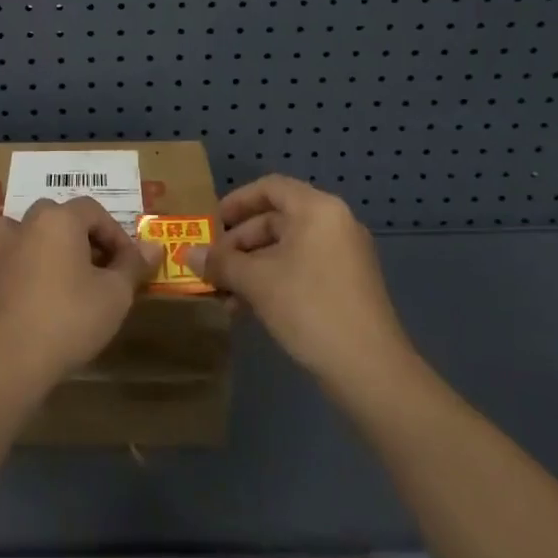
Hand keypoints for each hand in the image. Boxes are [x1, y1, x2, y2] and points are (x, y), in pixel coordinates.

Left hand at [0, 197, 164, 387]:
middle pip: (56, 215)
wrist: (13, 358)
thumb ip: (133, 265)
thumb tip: (154, 245)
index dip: (115, 234)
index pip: (93, 211)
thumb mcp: (116, 294)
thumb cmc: (71, 319)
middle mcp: (25, 224)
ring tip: (52, 267)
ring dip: (34, 240)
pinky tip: (10, 276)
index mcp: (59, 220)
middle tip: (96, 268)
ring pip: (16, 228)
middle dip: (78, 235)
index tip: (128, 264)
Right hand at [195, 175, 420, 402]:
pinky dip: (274, 280)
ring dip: (252, 267)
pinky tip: (249, 309)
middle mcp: (335, 224)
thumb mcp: (256, 282)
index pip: (270, 187)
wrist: (371, 371)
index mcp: (317, 210)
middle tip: (212, 267)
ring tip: (224, 295)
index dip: (236, 201)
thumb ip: (220, 263)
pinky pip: (302, 269)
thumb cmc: (309, 308)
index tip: (211, 223)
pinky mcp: (347, 286)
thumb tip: (186, 254)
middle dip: (239, 243)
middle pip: (276, 219)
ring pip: (286, 249)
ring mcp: (344, 256)